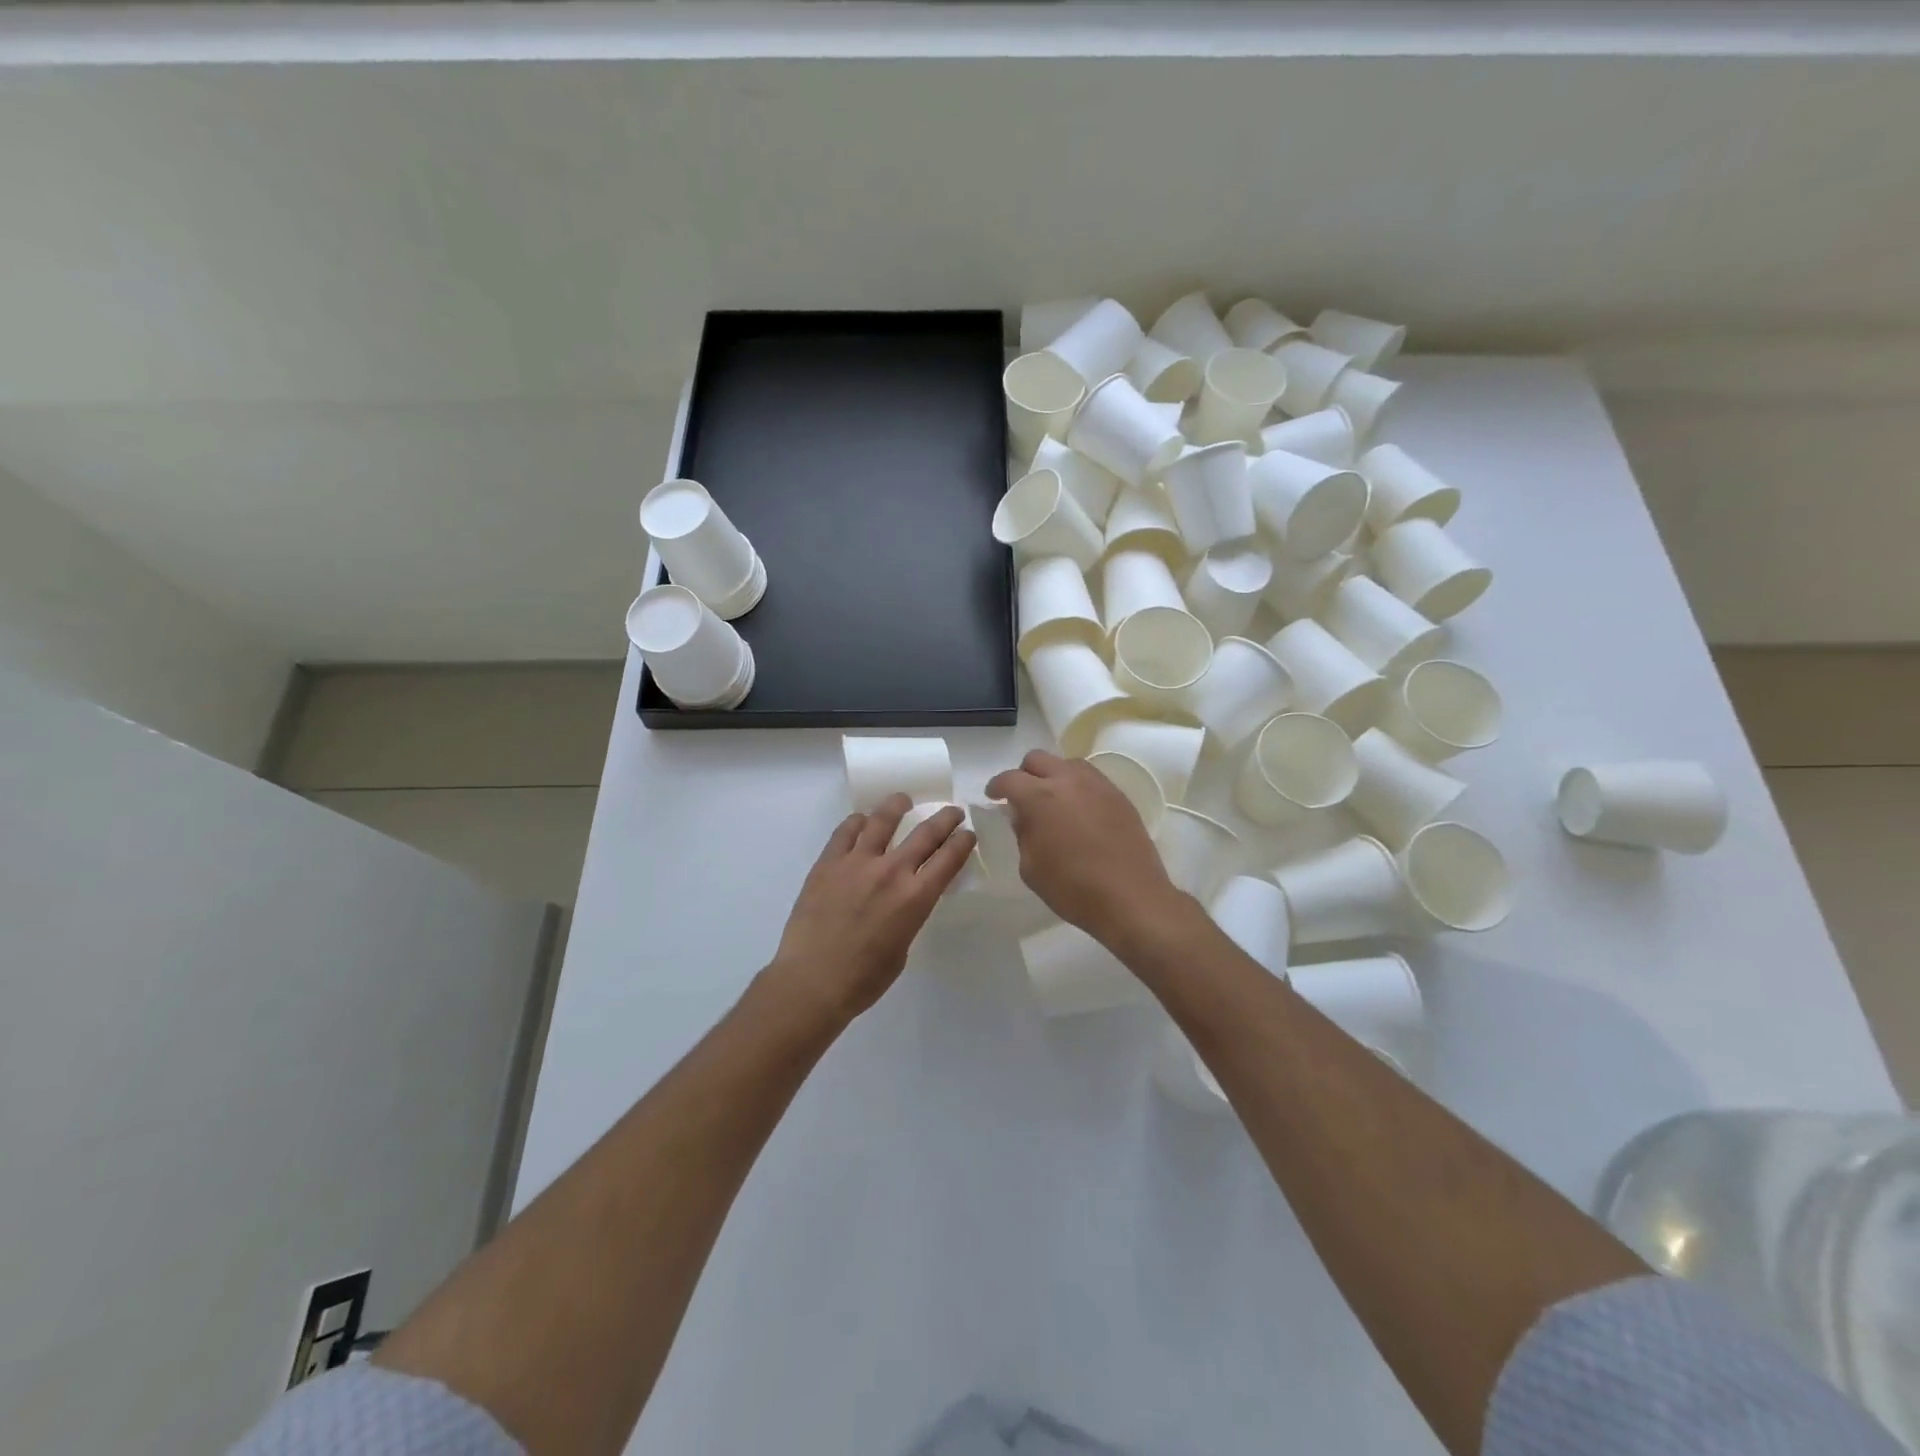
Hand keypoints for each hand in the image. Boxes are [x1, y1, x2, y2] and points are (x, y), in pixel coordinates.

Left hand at [767, 794, 975, 1023]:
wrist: (812, 981)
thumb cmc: (863, 979)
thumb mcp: (902, 948)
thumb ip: (907, 916)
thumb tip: (901, 901)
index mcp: (915, 898)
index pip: (949, 859)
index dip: (963, 842)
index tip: (968, 833)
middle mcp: (891, 872)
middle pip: (925, 833)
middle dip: (944, 818)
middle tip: (952, 811)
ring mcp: (857, 863)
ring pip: (882, 820)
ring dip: (897, 805)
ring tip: (903, 800)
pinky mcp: (827, 863)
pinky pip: (845, 832)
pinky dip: (857, 822)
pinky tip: (861, 821)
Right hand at [985, 750, 1188, 948]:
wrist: (1131, 898)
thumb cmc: (1073, 888)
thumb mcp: (1031, 867)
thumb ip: (1023, 834)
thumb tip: (1023, 816)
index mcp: (1040, 797)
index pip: (1009, 779)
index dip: (997, 786)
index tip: (993, 797)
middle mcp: (1068, 780)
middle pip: (1038, 759)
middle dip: (1024, 774)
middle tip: (1022, 797)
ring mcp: (1098, 785)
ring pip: (1068, 763)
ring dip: (1054, 775)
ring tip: (1053, 800)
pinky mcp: (1119, 796)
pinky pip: (1091, 779)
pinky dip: (1078, 786)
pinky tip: (1079, 810)